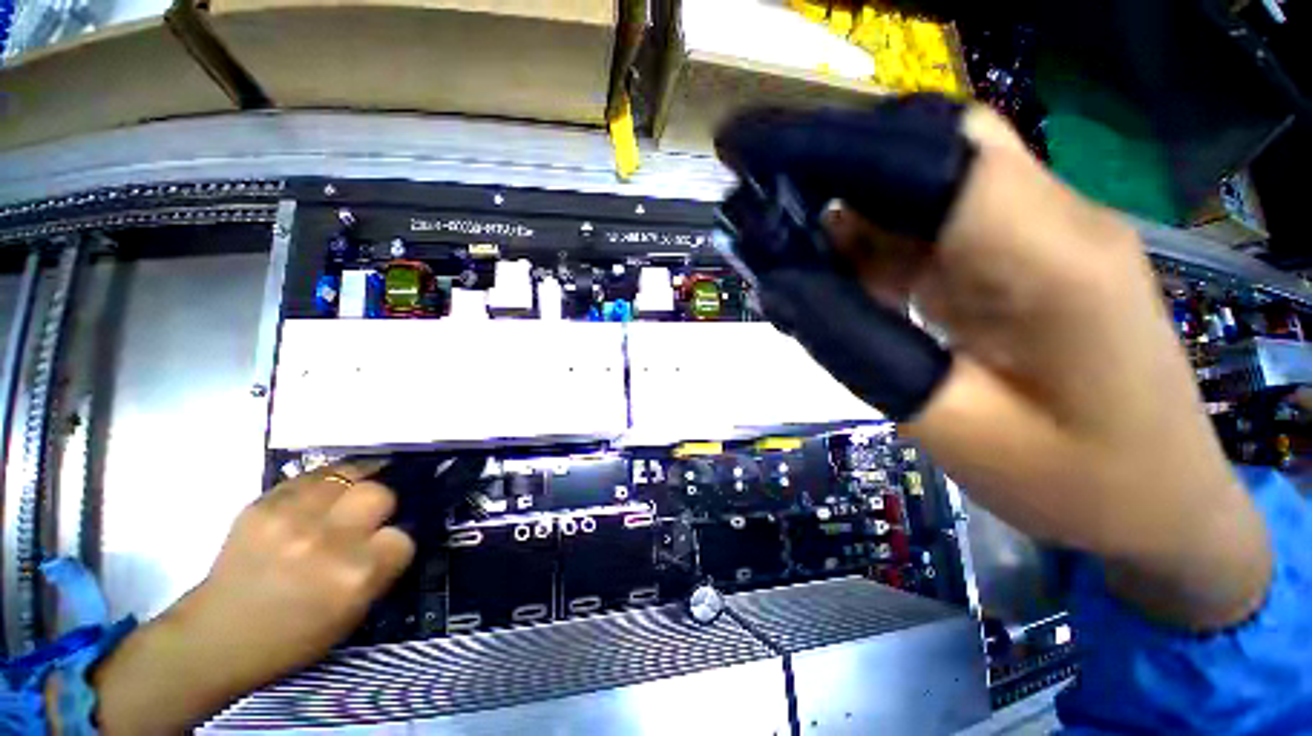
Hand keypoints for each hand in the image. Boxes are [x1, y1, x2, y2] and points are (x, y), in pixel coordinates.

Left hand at [91, 461, 413, 734]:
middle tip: (368, 516)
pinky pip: (312, 477)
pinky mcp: (262, 505)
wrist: (215, 638)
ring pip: (349, 475)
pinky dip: (325, 483)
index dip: (396, 541)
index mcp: (355, 577)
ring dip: (356, 485)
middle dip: (380, 505)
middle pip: (380, 494)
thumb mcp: (350, 615)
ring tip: (349, 495)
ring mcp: (292, 519)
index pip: (404, 536)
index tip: (383, 546)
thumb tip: (396, 534)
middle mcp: (328, 542)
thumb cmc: (290, 638)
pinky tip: (322, 495)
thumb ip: (379, 570)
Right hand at [742, 103, 1269, 629]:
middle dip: (833, 164)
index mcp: (1051, 260)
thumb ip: (864, 351)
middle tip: (763, 204)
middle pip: (929, 147)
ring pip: (922, 186)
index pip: (927, 155)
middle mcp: (1049, 221)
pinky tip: (837, 282)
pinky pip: (929, 230)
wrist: (1161, 505)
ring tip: (786, 254)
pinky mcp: (1018, 261)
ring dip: (845, 211)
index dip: (829, 143)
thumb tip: (785, 287)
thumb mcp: (951, 427)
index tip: (749, 151)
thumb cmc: (1077, 484)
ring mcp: (1036, 237)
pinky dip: (868, 246)